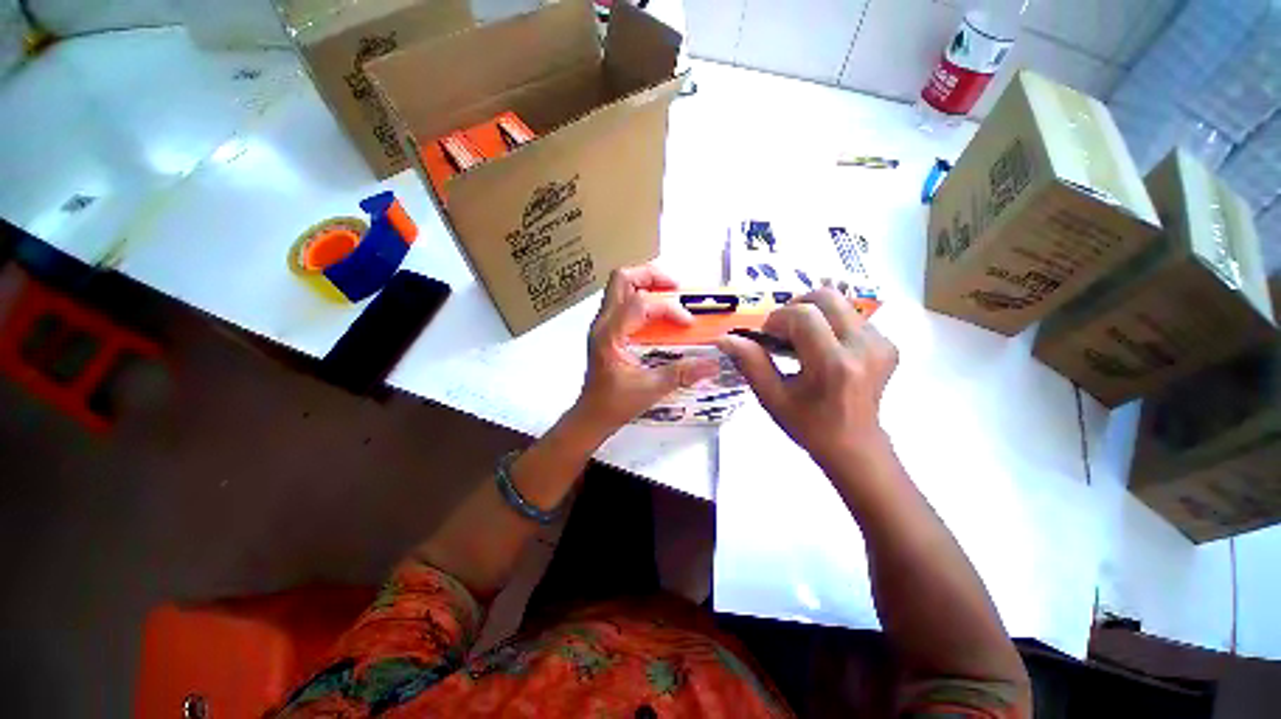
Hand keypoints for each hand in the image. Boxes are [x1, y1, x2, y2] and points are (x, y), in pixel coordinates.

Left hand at [572, 265, 719, 432]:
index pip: (639, 304)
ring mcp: (602, 324)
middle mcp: (602, 323)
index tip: (688, 323)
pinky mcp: (606, 329)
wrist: (591, 415)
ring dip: (646, 283)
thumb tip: (712, 365)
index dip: (668, 308)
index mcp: (610, 335)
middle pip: (621, 279)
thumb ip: (681, 374)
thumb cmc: (615, 404)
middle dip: (651, 276)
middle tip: (676, 288)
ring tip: (671, 295)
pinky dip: (642, 297)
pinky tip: (659, 314)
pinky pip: (623, 300)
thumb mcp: (650, 389)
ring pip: (620, 286)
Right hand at [717, 288, 897, 468]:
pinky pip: (851, 316)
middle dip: (795, 307)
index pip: (803, 315)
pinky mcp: (888, 343)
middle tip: (782, 332)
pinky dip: (829, 323)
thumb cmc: (807, 424)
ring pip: (839, 303)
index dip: (778, 319)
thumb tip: (725, 338)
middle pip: (826, 297)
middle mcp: (863, 347)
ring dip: (812, 315)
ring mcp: (881, 343)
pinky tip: (821, 347)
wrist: (854, 445)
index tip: (768, 338)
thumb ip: (750, 362)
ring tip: (801, 341)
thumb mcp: (771, 396)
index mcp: (833, 365)